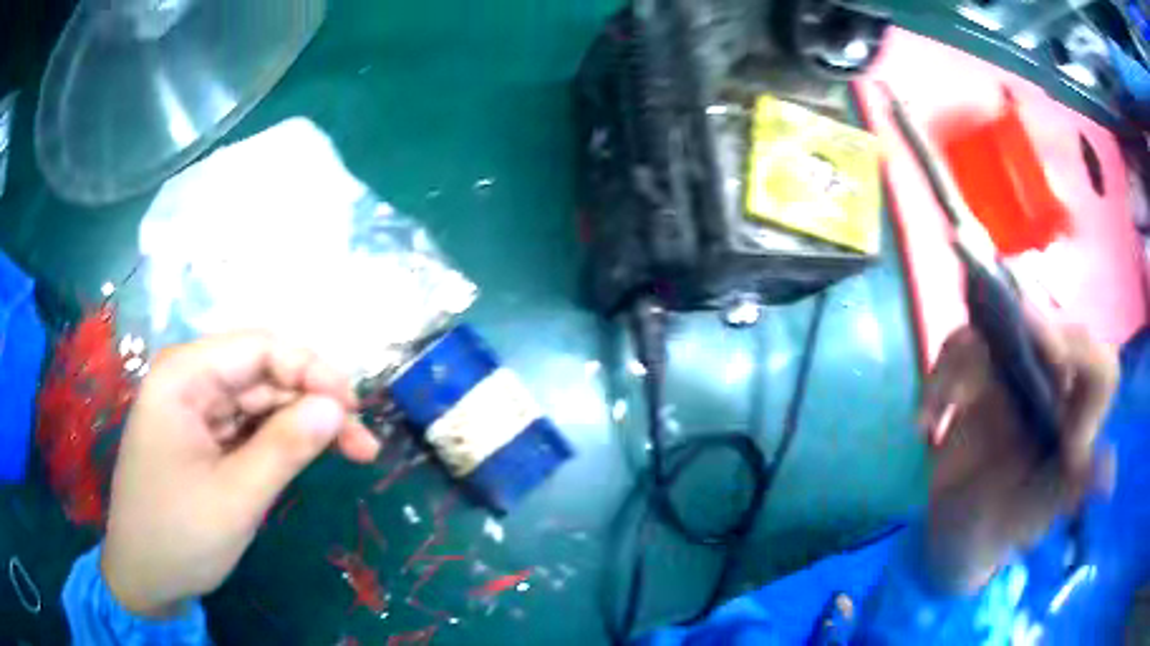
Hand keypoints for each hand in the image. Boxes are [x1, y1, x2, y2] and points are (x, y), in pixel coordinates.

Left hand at [101, 332, 380, 617]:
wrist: (144, 577)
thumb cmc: (178, 536)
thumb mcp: (235, 498)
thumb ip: (285, 447)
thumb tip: (337, 406)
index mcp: (183, 376)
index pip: (259, 348)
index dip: (311, 370)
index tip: (354, 408)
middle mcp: (189, 380)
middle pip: (264, 373)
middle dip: (315, 402)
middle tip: (363, 444)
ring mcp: (196, 409)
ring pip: (263, 400)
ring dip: (305, 423)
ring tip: (354, 452)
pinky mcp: (204, 437)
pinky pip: (251, 426)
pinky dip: (284, 440)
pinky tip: (310, 455)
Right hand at [919, 321, 1117, 592]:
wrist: (955, 533)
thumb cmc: (998, 532)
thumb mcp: (1030, 518)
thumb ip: (1066, 492)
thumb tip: (1109, 473)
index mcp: (1077, 419)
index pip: (1101, 370)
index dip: (1084, 354)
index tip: (1052, 358)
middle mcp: (1056, 386)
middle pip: (1053, 327)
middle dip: (1021, 329)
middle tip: (983, 339)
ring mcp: (1019, 374)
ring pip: (1001, 326)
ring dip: (960, 363)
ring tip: (932, 413)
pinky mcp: (982, 374)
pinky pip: (962, 348)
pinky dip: (937, 378)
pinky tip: (925, 422)